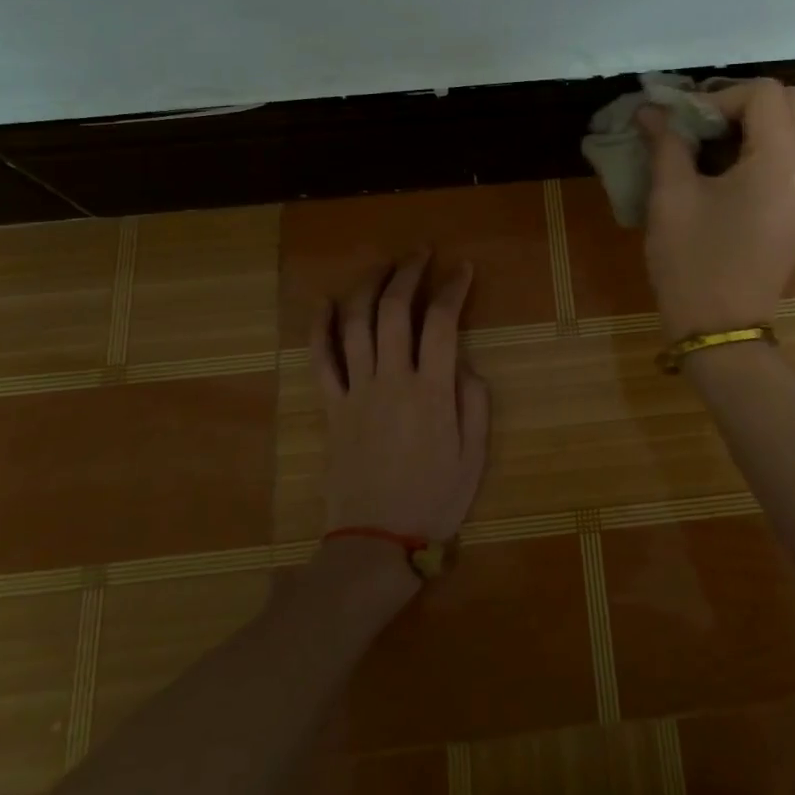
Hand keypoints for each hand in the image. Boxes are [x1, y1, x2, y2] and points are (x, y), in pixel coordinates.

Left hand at [311, 253, 490, 542]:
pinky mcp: (332, 407)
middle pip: (394, 310)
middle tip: (422, 253)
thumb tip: (463, 361)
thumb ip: (474, 402)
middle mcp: (391, 380)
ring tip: (383, 265)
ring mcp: (356, 391)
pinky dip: (319, 328)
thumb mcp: (474, 455)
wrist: (375, 542)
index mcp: (431, 391)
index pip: (441, 322)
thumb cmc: (433, 499)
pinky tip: (324, 302)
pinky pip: (321, 360)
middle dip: (409, 273)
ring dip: (368, 287)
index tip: (463, 269)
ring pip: (356, 324)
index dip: (453, 289)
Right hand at [640, 78, 794, 339]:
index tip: (686, 122)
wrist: (720, 331)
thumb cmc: (692, 264)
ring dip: (756, 123)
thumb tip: (651, 109)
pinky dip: (765, 147)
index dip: (720, 96)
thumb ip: (666, 142)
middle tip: (703, 124)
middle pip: (793, 102)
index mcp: (781, 165)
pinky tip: (726, 170)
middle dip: (745, 102)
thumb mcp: (671, 198)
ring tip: (711, 145)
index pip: (765, 94)